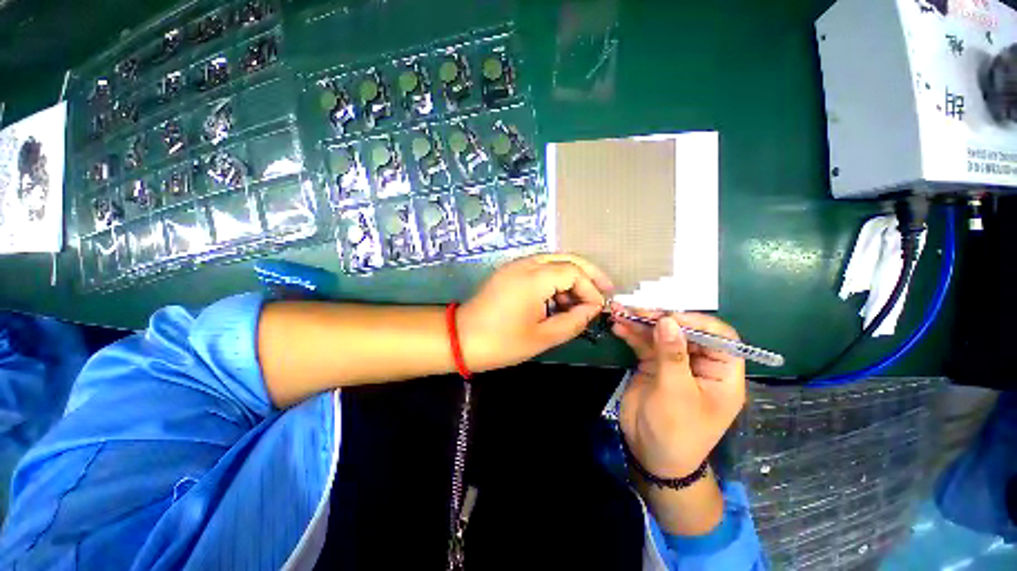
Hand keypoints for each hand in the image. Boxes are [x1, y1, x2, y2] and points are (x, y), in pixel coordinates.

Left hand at [458, 254, 612, 371]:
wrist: (461, 338)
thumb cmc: (501, 342)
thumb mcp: (543, 337)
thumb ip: (573, 321)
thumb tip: (592, 309)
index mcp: (534, 278)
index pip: (573, 272)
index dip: (590, 289)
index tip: (597, 310)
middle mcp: (526, 264)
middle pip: (566, 258)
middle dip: (588, 273)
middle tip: (605, 289)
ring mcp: (515, 266)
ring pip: (553, 261)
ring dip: (571, 277)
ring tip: (581, 301)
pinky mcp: (509, 272)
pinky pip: (539, 268)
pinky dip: (555, 280)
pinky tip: (559, 298)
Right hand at [612, 306, 745, 477]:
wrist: (649, 454)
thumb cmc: (676, 431)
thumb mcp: (676, 393)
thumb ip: (672, 355)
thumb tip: (668, 320)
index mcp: (721, 373)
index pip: (720, 337)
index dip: (698, 323)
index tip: (670, 317)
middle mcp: (699, 364)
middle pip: (684, 331)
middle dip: (660, 319)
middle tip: (637, 311)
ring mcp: (674, 363)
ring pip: (660, 335)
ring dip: (640, 323)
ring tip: (620, 313)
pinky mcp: (653, 365)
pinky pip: (643, 344)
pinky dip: (631, 334)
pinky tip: (618, 327)